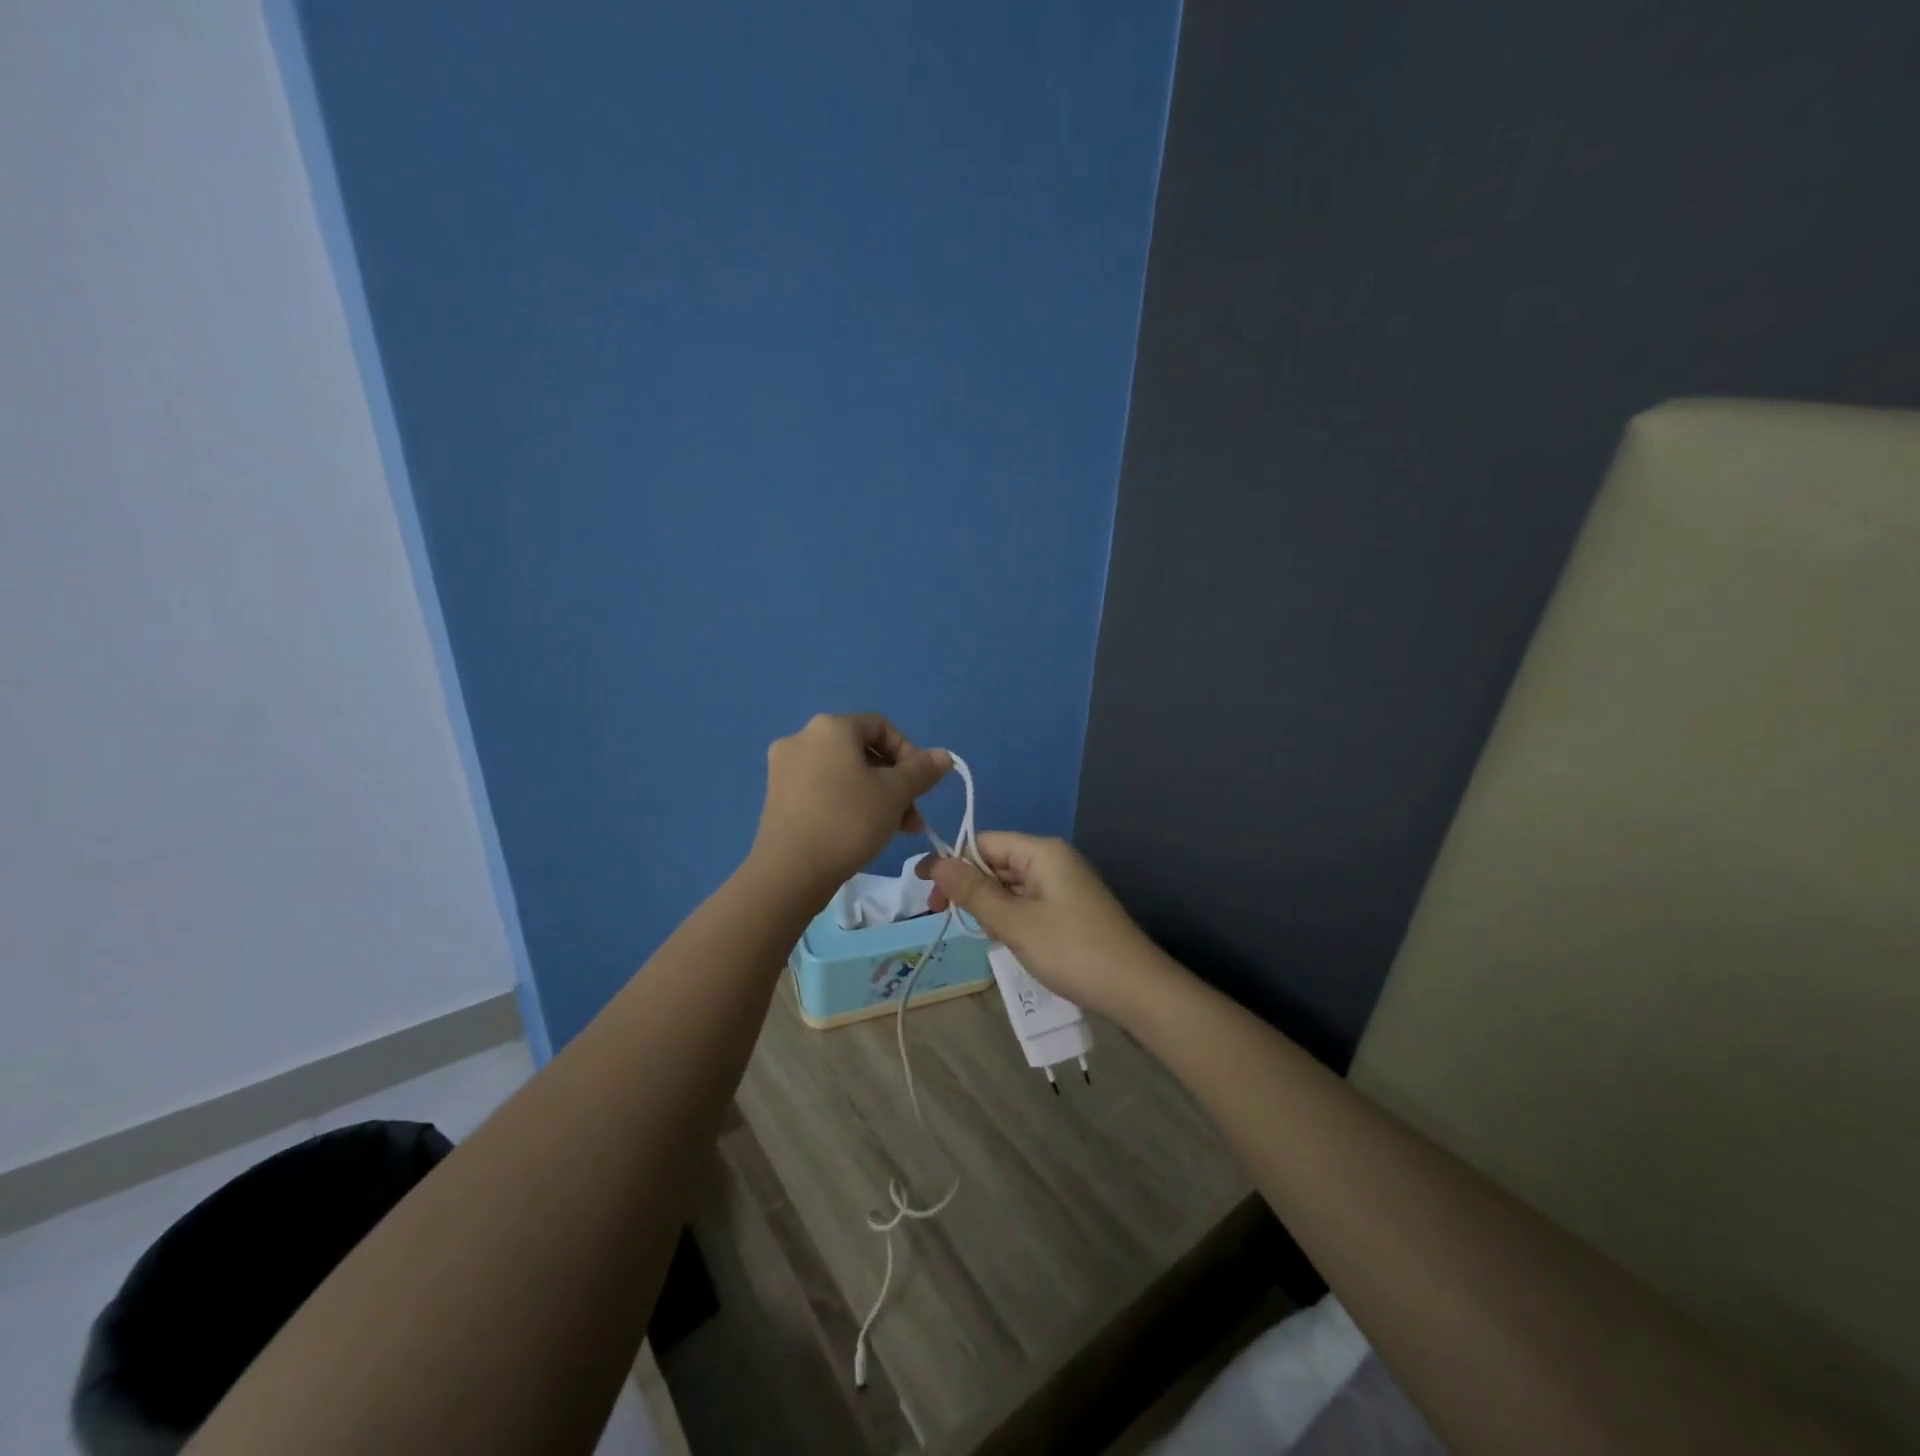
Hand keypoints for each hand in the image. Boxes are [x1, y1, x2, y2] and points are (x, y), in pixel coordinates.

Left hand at [751, 714, 949, 901]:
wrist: (789, 872)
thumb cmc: (848, 821)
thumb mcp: (896, 793)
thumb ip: (922, 770)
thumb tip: (943, 756)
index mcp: (830, 727)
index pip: (882, 727)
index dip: (910, 753)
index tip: (921, 786)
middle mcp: (802, 738)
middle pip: (862, 752)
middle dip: (894, 783)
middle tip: (911, 818)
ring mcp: (785, 768)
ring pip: (844, 774)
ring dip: (875, 797)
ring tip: (893, 830)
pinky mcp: (777, 797)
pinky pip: (822, 790)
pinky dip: (847, 804)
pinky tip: (861, 833)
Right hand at [916, 833, 1168, 1020]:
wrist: (1136, 990)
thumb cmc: (1072, 950)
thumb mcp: (1015, 922)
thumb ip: (974, 891)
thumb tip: (937, 862)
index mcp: (1042, 852)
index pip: (984, 842)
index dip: (953, 864)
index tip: (928, 894)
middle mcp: (1054, 861)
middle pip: (997, 862)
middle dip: (973, 889)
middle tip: (951, 919)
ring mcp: (1064, 886)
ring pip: (1011, 886)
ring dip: (992, 907)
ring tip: (991, 936)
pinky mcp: (1070, 910)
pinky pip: (1028, 904)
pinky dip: (1012, 919)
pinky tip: (1009, 942)